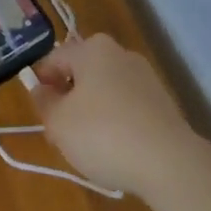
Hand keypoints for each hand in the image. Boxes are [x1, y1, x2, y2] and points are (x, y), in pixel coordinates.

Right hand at [29, 34, 203, 199]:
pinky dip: (117, 123)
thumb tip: (42, 90)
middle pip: (82, 74)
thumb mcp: (58, 122)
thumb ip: (44, 102)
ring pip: (105, 91)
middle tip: (62, 134)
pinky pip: (127, 107)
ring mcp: (145, 76)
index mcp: (92, 48)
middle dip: (69, 100)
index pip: (54, 59)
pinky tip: (118, 151)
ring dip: (92, 113)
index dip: (42, 85)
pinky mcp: (163, 102)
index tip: (42, 116)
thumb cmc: (103, 134)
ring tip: (90, 147)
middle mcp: (120, 53)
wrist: (169, 162)